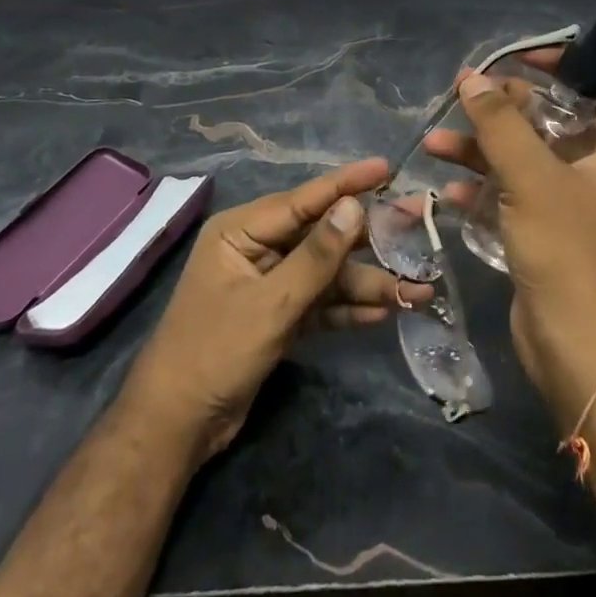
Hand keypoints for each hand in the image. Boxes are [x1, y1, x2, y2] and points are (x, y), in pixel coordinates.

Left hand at [122, 158, 431, 464]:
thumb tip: (354, 206)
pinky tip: (384, 313)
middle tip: (420, 223)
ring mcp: (270, 283)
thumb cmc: (214, 352)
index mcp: (243, 231)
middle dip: (371, 237)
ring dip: (368, 282)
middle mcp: (258, 248)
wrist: (175, 428)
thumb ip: (316, 256)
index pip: (305, 199)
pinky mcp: (278, 316)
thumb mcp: (270, 303)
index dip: (348, 183)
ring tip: (418, 290)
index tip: (387, 167)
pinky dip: (348, 309)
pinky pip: (320, 303)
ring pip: (328, 273)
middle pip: (323, 234)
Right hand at [424, 58, 595, 426]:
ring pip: (527, 156)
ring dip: (484, 147)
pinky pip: (516, 192)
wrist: (578, 350)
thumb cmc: (569, 251)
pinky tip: (450, 188)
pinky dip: (486, 186)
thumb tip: (473, 78)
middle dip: (506, 107)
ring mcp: (575, 203)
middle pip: (554, 118)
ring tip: (436, 141)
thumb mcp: (531, 178)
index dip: (564, 63)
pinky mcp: (549, 230)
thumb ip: (500, 123)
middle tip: (465, 94)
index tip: (518, 57)